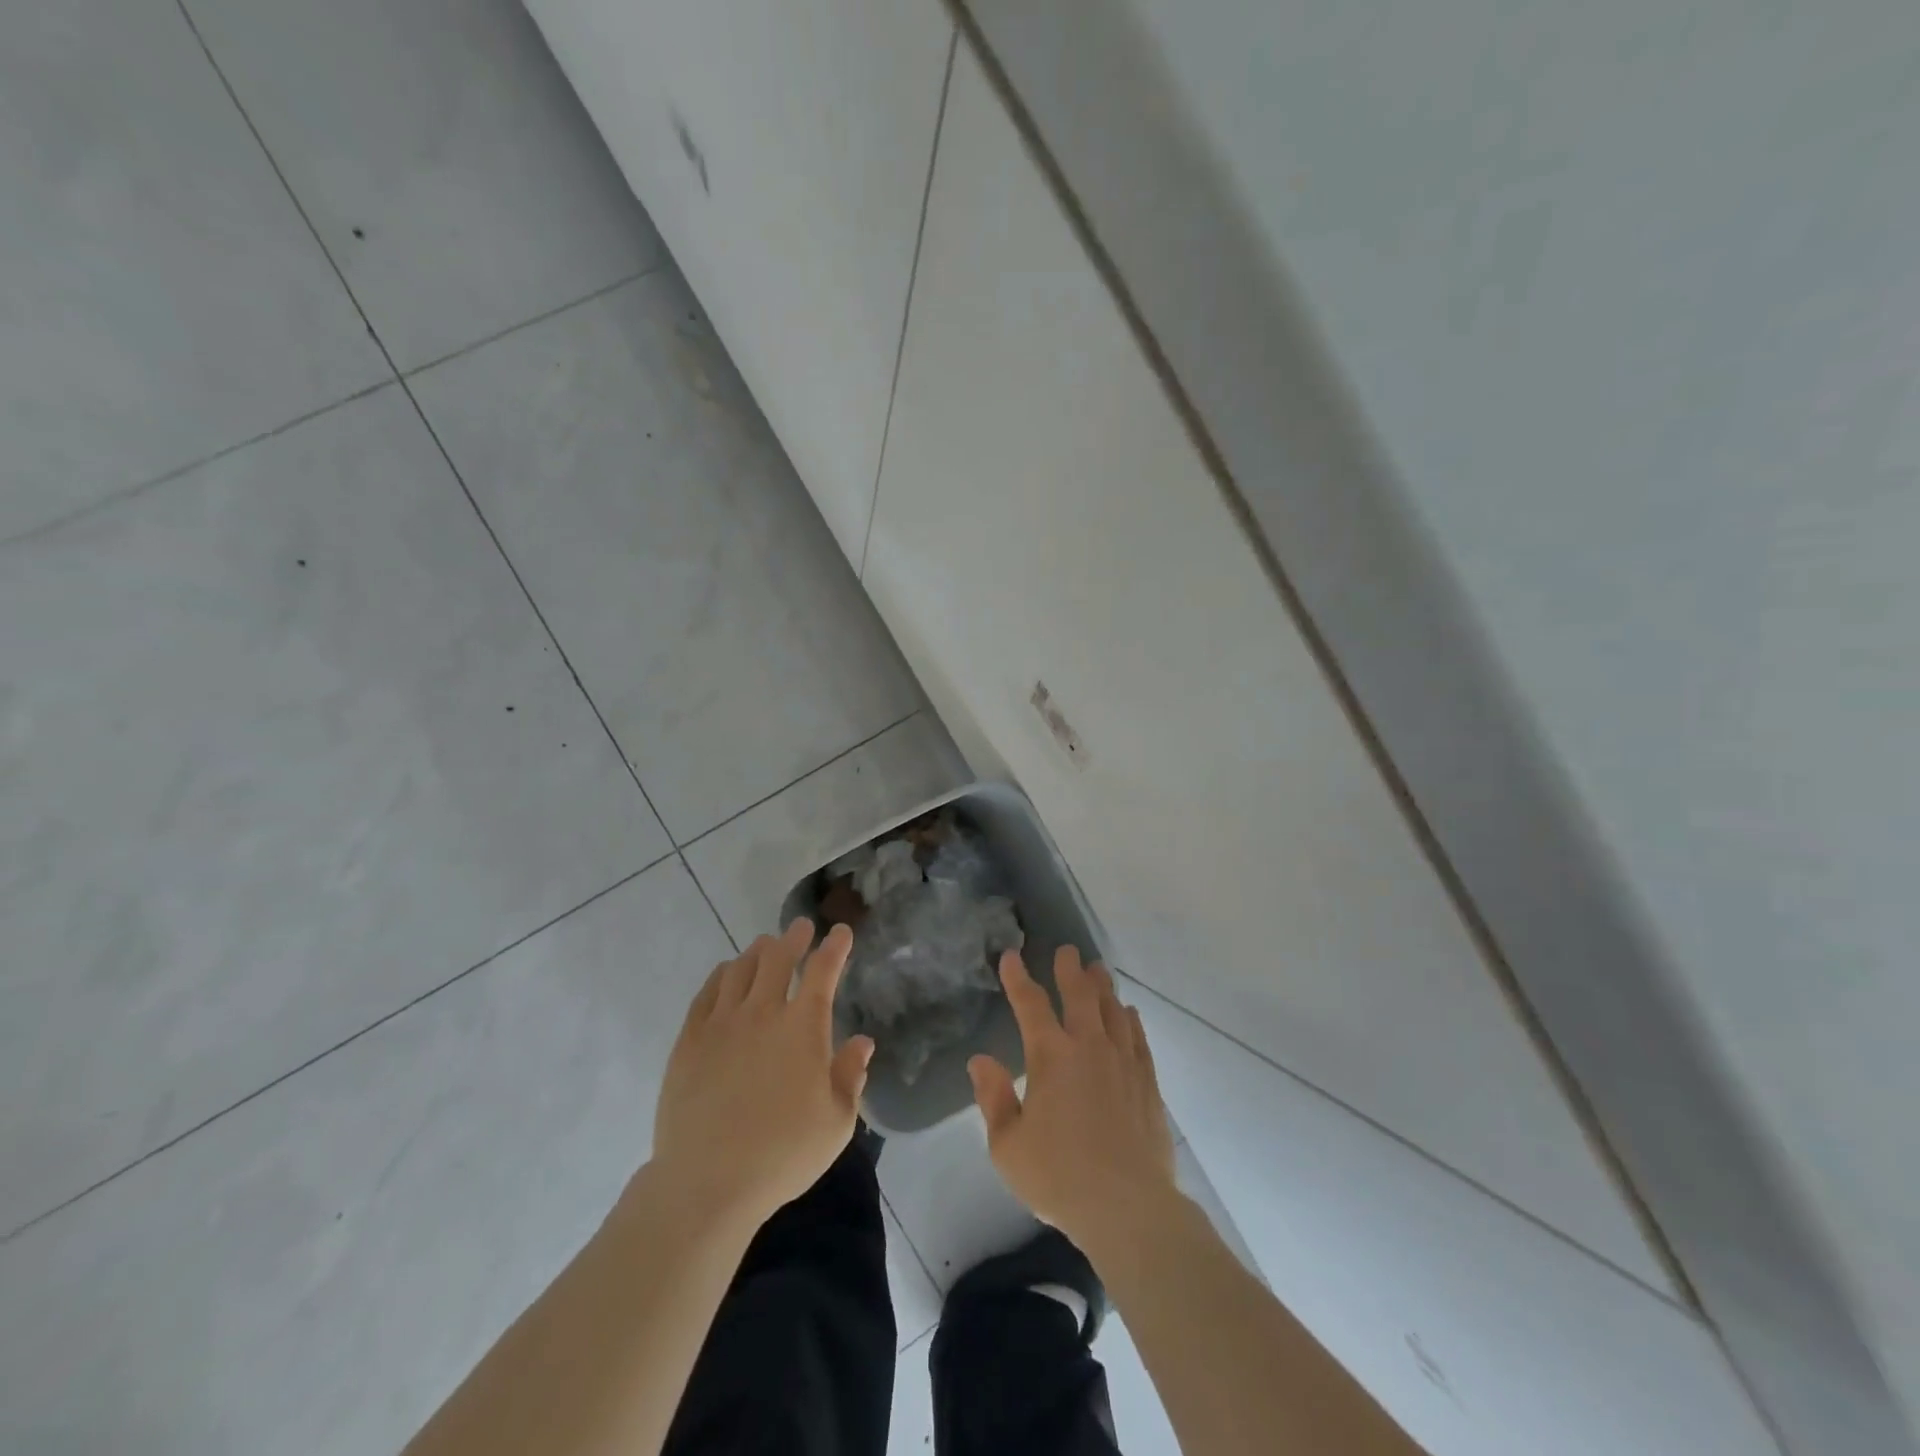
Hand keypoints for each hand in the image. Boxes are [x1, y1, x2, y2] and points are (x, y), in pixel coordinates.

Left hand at [649, 919, 873, 1230]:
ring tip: (765, 945)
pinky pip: (707, 993)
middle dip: (794, 937)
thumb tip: (862, 1042)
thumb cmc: (782, 1154)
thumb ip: (851, 1076)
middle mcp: (763, 1013)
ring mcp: (722, 1023)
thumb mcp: (836, 1123)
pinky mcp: (690, 1040)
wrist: (707, 1181)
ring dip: (758, 951)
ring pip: (741, 969)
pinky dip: (721, 975)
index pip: (823, 972)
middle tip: (801, 927)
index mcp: (803, 1027)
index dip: (835, 948)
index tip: (841, 932)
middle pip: (778, 958)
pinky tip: (726, 974)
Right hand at [969, 947, 1177, 1250]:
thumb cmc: (1059, 1177)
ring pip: (1112, 1009)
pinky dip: (1130, 1020)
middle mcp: (1088, 1046)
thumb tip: (980, 1060)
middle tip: (1067, 951)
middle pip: (1079, 994)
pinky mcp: (1147, 1082)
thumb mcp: (1008, 1146)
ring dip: (1102, 986)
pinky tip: (1128, 1013)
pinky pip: (1138, 1038)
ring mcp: (1122, 1061)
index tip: (1011, 956)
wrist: (1127, 1207)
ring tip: (1097, 970)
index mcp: (1050, 1056)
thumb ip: (994, 1098)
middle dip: (1070, 969)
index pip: (1030, 1004)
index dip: (1018, 977)